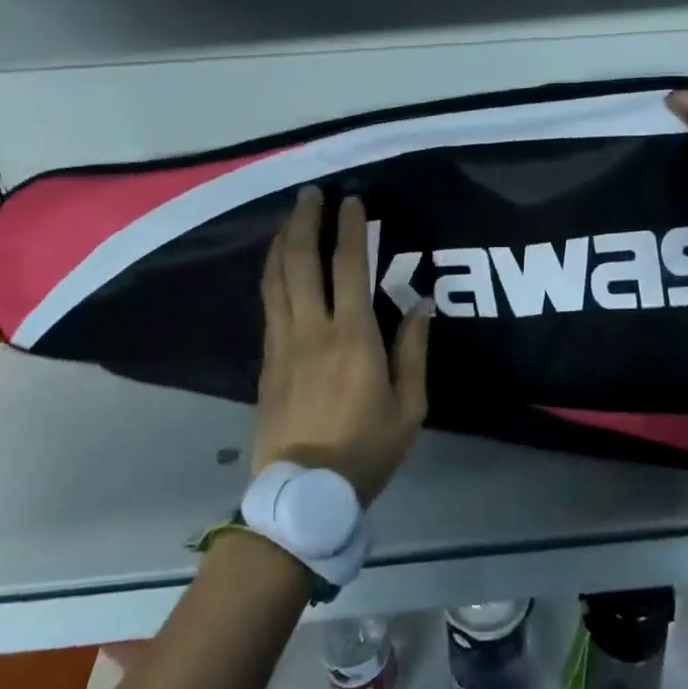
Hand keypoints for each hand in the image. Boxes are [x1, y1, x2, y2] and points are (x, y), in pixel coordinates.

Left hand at [254, 187, 431, 504]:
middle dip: (305, 221)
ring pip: (276, 278)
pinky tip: (277, 263)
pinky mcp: (267, 359)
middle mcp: (312, 330)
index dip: (350, 229)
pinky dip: (272, 272)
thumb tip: (420, 304)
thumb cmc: (364, 451)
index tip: (352, 201)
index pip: (349, 268)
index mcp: (353, 339)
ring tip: (291, 217)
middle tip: (312, 194)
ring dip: (283, 241)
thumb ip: (413, 352)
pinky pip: (268, 302)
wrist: (301, 495)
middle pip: (301, 261)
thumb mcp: (410, 409)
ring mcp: (283, 343)